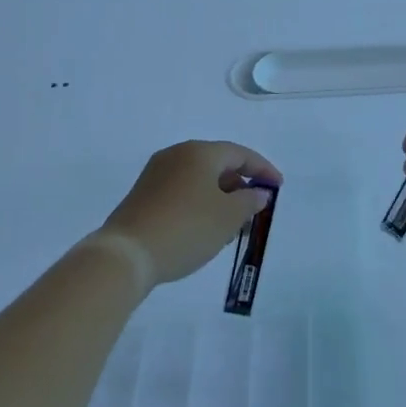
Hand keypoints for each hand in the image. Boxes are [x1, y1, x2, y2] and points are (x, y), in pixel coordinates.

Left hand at [101, 141, 282, 290]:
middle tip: (254, 212)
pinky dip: (199, 204)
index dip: (263, 169)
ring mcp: (156, 174)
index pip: (240, 154)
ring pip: (199, 180)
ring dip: (220, 199)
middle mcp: (176, 155)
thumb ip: (249, 201)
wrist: (127, 254)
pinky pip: (181, 191)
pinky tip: (204, 229)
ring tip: (231, 228)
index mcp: (199, 152)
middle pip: (218, 165)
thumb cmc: (187, 229)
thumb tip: (257, 192)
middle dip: (240, 187)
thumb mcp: (228, 217)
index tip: (278, 187)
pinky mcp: (143, 194)